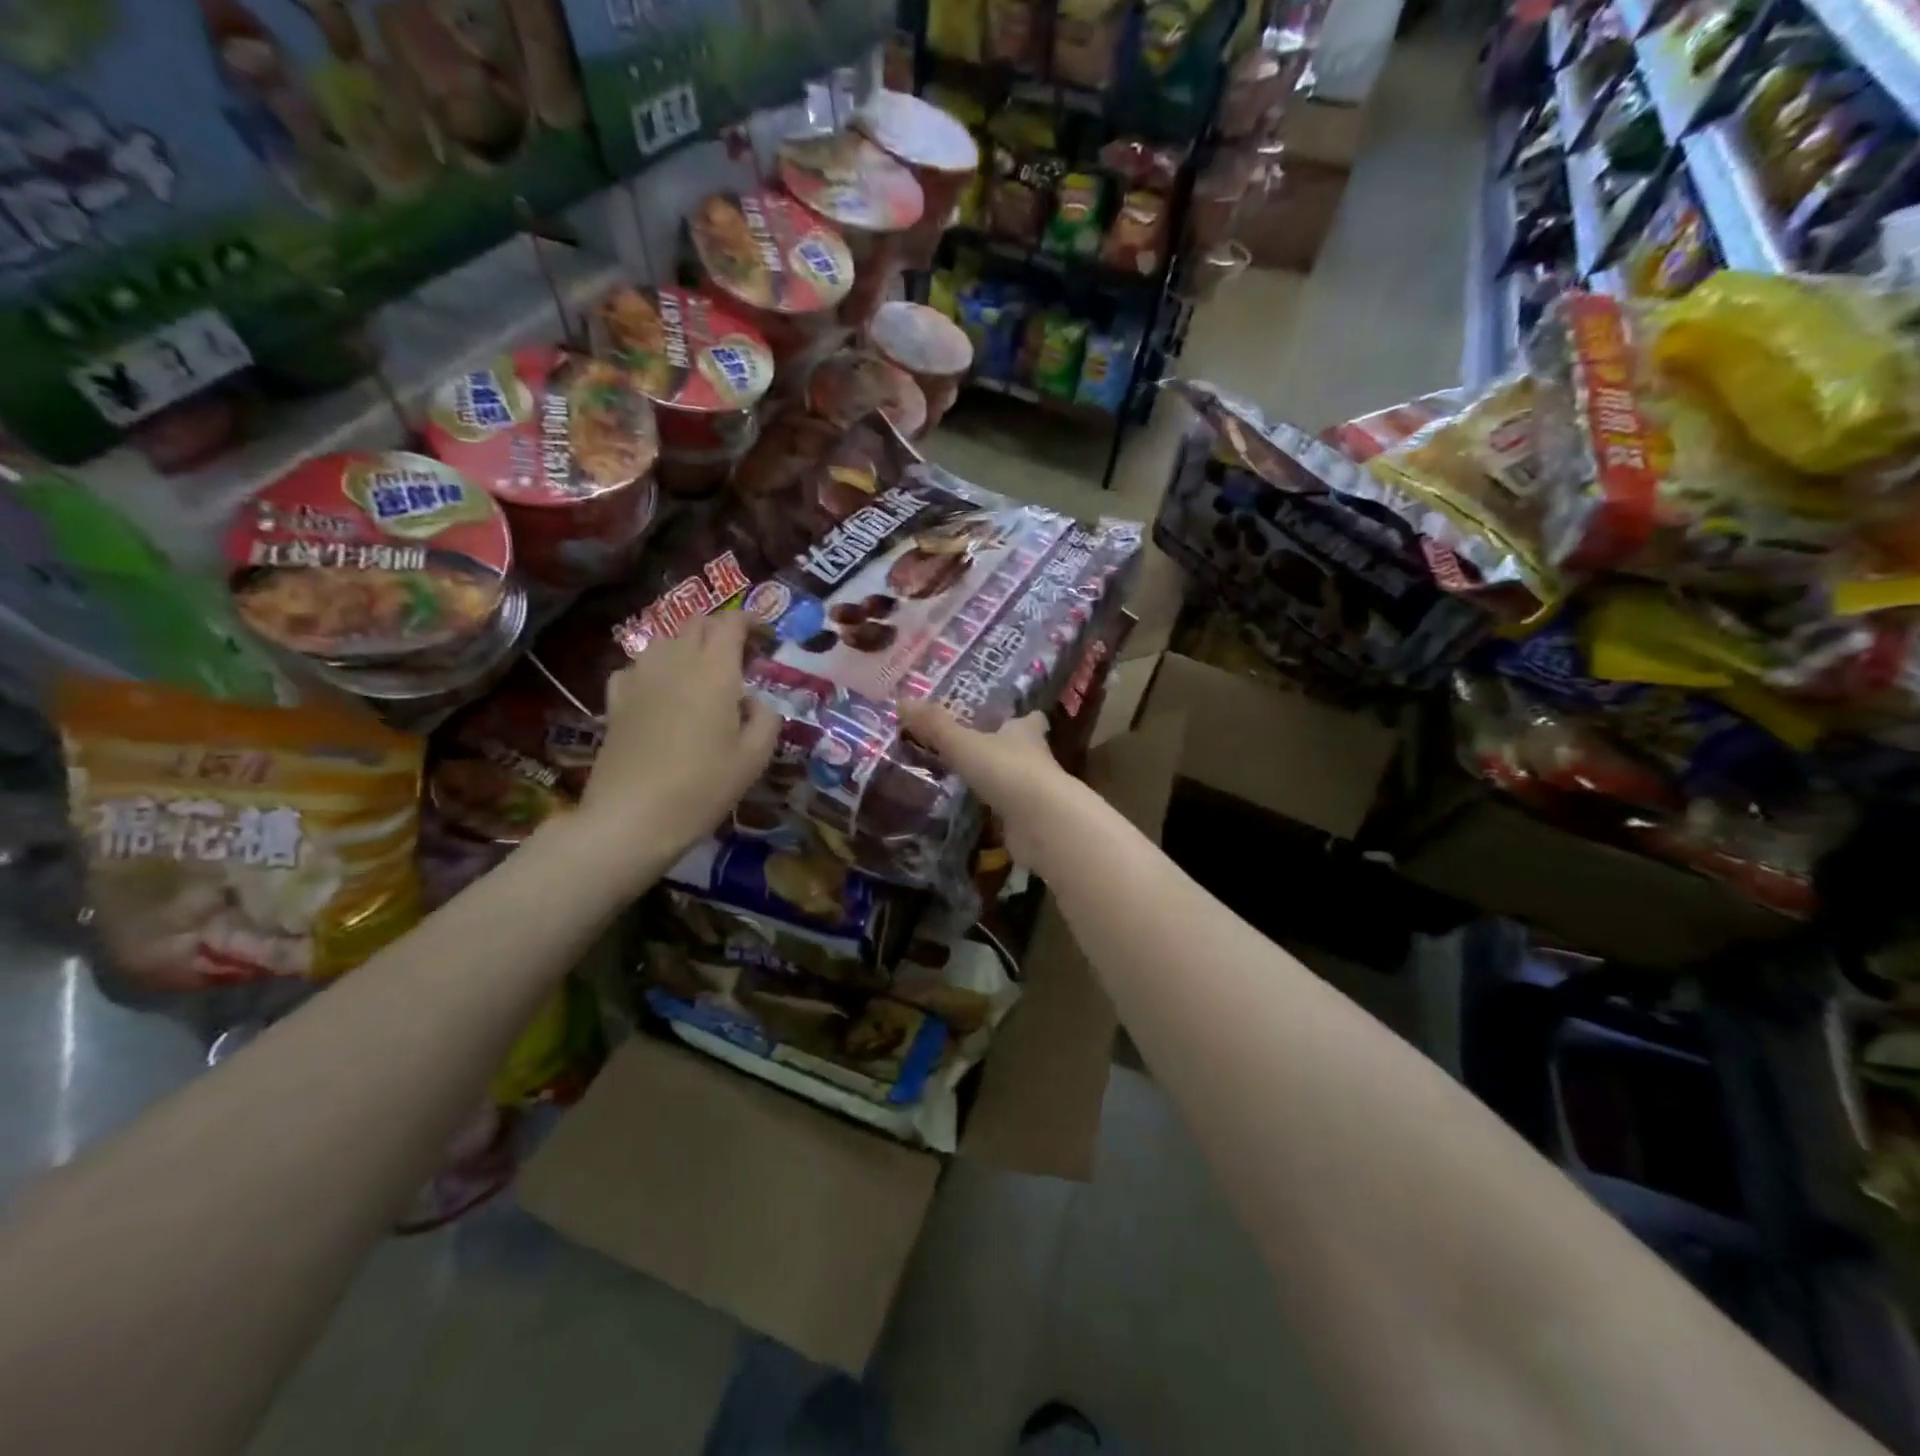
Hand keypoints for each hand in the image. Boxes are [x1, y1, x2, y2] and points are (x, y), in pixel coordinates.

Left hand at [574, 612, 780, 872]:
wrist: (631, 817)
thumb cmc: (703, 787)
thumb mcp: (755, 758)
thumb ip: (766, 719)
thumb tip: (756, 702)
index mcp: (715, 670)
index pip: (732, 622)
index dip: (751, 622)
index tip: (766, 638)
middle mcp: (675, 660)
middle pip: (698, 623)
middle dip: (722, 630)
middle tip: (741, 657)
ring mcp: (639, 676)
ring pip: (667, 640)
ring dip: (690, 646)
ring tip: (704, 674)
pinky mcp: (616, 698)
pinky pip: (639, 666)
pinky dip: (658, 668)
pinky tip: (663, 692)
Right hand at [895, 703, 1079, 867]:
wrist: (1041, 823)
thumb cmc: (1007, 771)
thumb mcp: (964, 744)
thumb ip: (935, 726)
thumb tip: (902, 699)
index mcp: (1025, 732)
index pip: (1030, 719)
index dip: (1022, 718)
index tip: (1009, 717)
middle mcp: (1036, 758)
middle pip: (1023, 749)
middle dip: (1004, 749)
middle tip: (976, 749)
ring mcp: (1035, 792)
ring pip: (1016, 781)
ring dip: (999, 781)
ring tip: (969, 781)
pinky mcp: (1030, 821)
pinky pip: (1009, 812)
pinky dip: (995, 812)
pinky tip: (975, 814)